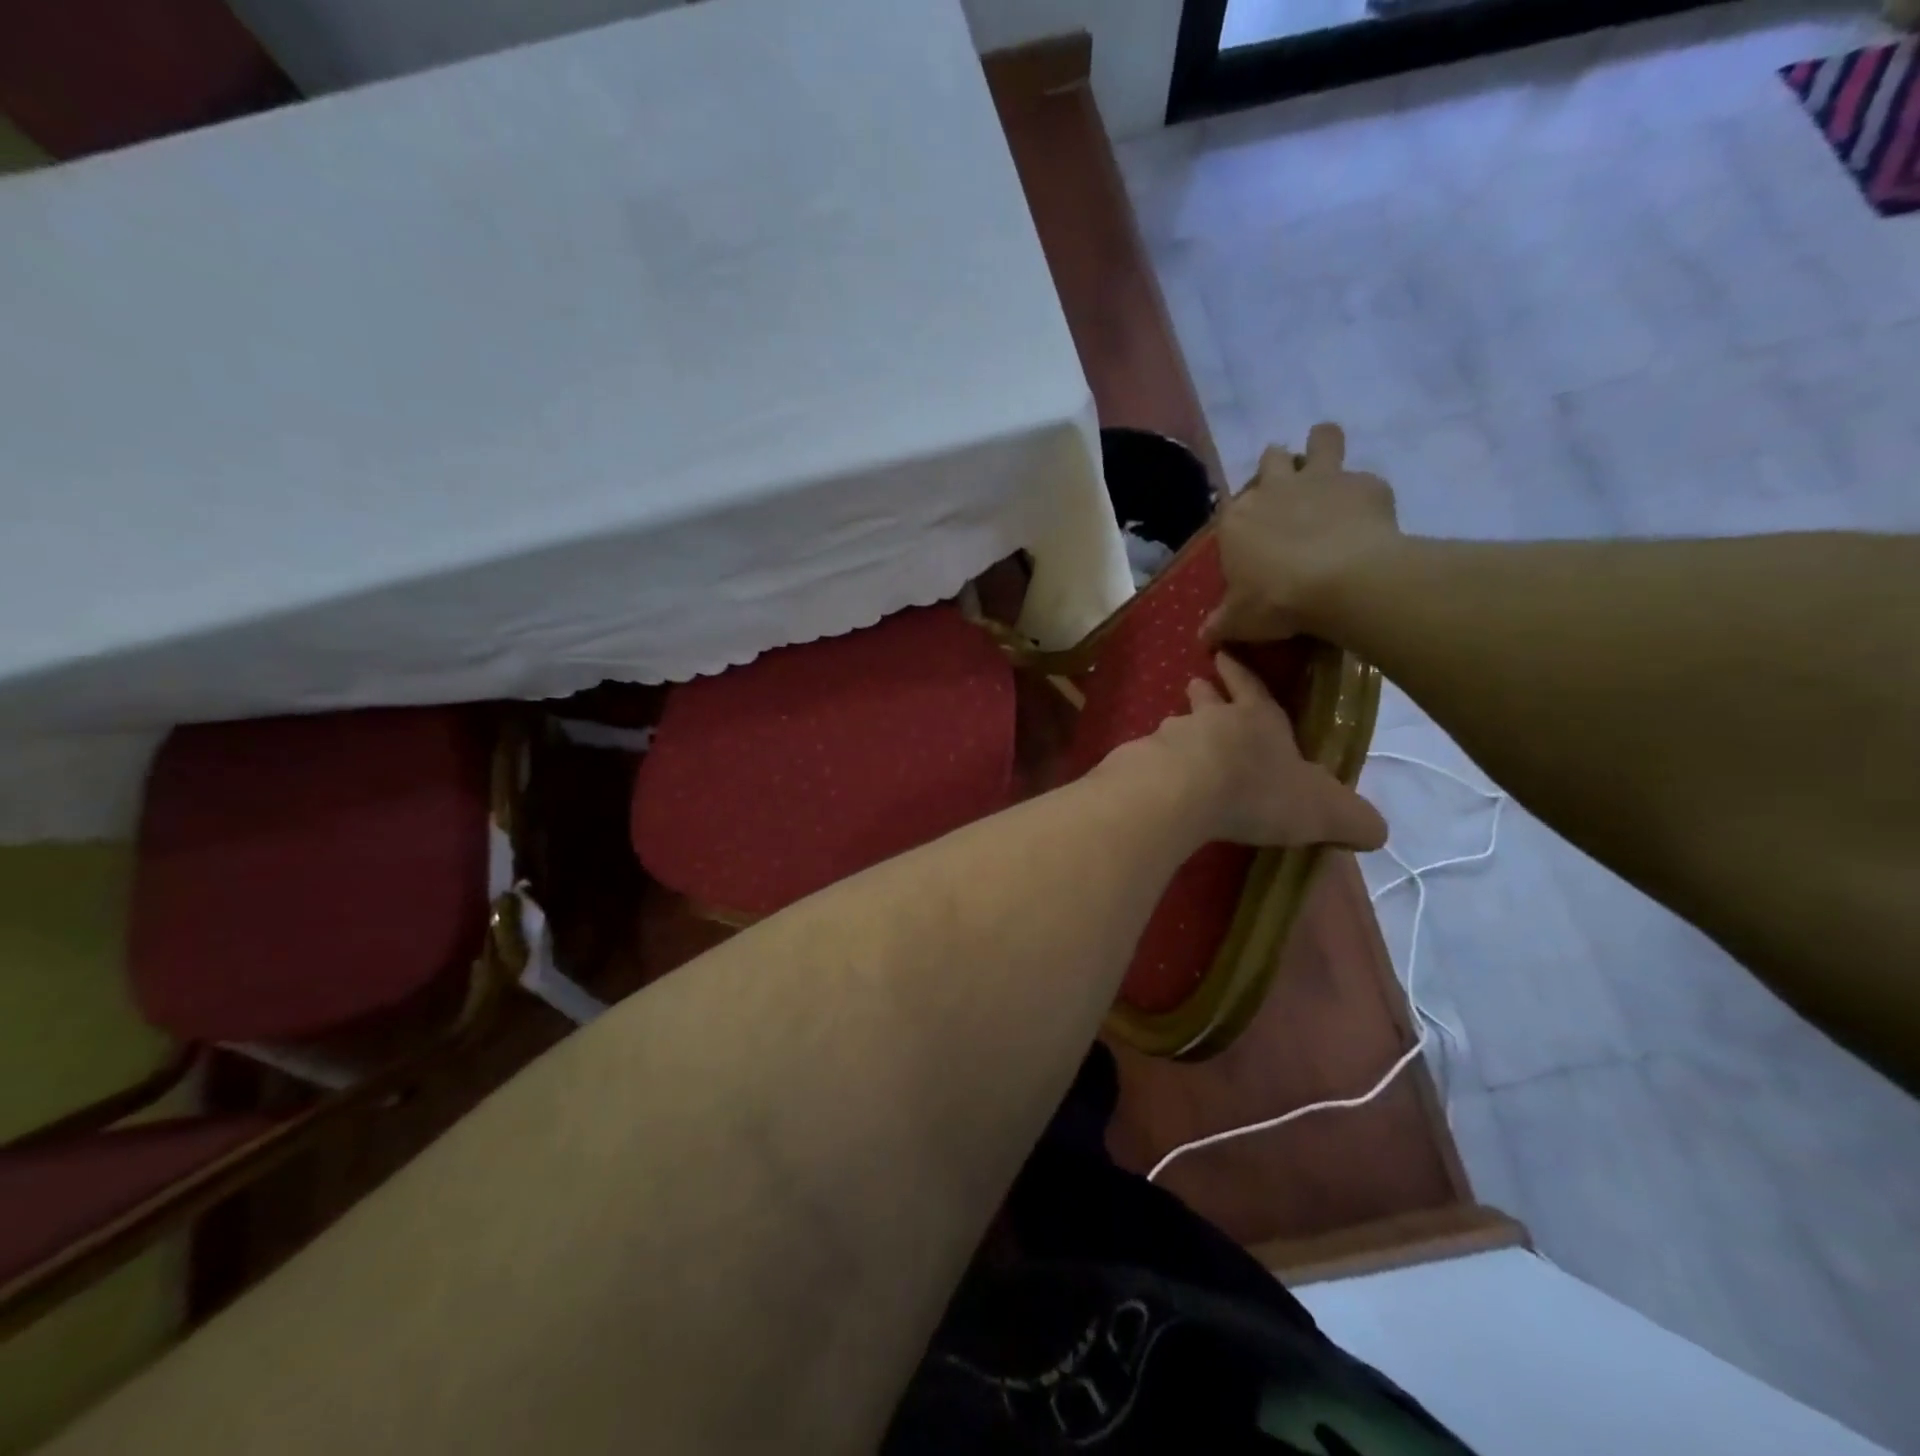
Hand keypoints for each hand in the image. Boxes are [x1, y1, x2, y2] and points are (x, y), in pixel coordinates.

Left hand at [1116, 652, 1386, 850]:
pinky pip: (1147, 758)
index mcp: (1257, 719)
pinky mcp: (1140, 762)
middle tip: (1195, 684)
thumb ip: (1352, 819)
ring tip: (1174, 737)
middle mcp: (1210, 720)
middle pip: (1205, 698)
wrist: (1182, 792)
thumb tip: (1376, 832)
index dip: (1241, 674)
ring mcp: (1169, 738)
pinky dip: (1152, 764)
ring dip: (1177, 730)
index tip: (1224, 655)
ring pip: (1174, 727)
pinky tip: (1152, 778)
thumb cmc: (1258, 790)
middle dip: (1204, 691)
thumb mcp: (1324, 810)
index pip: (1251, 687)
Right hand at [1203, 423, 1400, 644]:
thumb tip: (1205, 637)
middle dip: (1277, 469)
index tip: (1251, 538)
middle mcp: (1275, 487)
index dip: (1242, 518)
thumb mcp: (1239, 621)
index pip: (1230, 506)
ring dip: (1323, 446)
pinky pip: (1365, 481)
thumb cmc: (1276, 600)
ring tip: (1329, 470)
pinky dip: (1365, 497)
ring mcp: (1322, 479)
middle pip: (1271, 458)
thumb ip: (1221, 623)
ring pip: (1321, 438)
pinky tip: (1369, 521)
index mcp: (1237, 519)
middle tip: (1288, 497)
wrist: (1342, 582)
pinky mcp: (1366, 484)